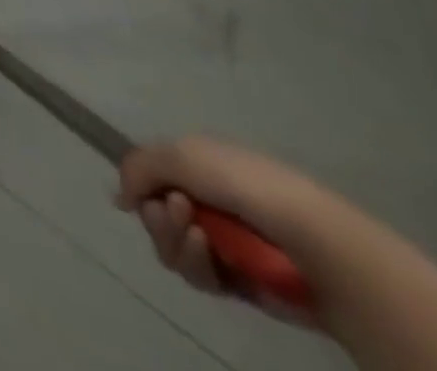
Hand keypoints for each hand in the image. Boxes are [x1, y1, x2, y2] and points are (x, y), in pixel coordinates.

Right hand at [118, 137, 331, 326]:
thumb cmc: (247, 186)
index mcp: (196, 166)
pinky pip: (197, 275)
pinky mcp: (236, 281)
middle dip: (157, 215)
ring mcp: (221, 243)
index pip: (149, 175)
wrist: (315, 245)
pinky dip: (196, 264)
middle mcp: (204, 201)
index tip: (146, 191)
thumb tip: (121, 198)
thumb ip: (137, 167)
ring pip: (170, 245)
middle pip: (154, 212)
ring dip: (174, 240)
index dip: (141, 184)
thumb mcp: (180, 155)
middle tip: (177, 213)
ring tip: (199, 238)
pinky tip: (211, 255)